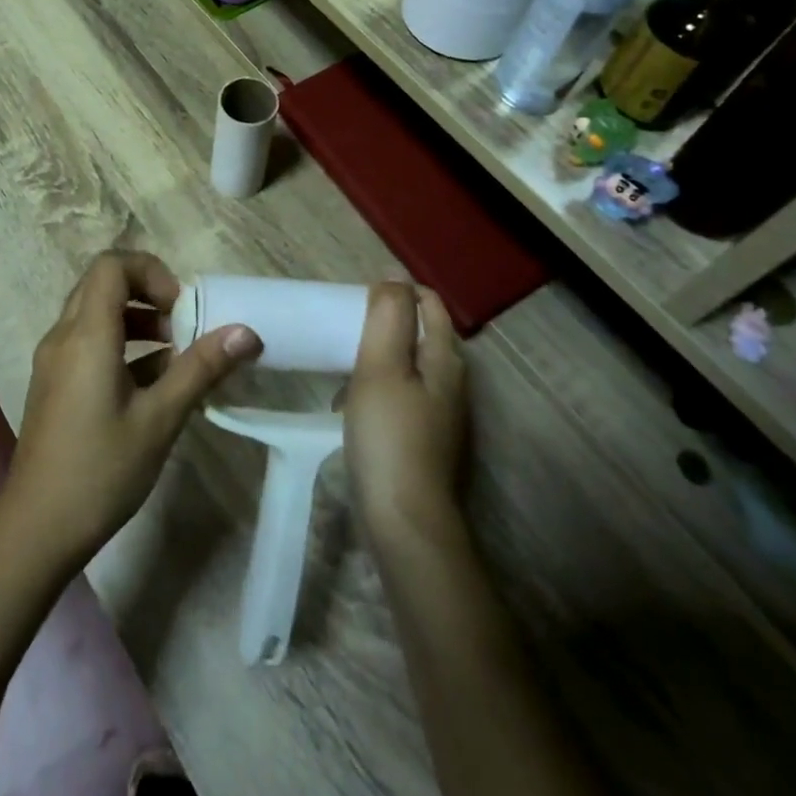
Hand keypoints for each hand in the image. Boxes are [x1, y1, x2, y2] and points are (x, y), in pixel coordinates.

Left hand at [0, 252, 261, 571]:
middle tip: (181, 324)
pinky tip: (152, 383)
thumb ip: (201, 369)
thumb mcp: (160, 419)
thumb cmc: (101, 470)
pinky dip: (119, 344)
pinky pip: (86, 342)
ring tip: (174, 353)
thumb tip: (246, 332)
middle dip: (146, 293)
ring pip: (94, 313)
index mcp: (86, 335)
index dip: (151, 272)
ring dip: (135, 319)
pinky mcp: (53, 384)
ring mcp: (54, 361)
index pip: (112, 265)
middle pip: (102, 283)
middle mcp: (63, 336)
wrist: (37, 530)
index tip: (181, 308)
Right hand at [344, 284, 468, 545]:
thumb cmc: (389, 435)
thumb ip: (388, 317)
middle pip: (421, 334)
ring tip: (343, 363)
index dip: (398, 292)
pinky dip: (379, 389)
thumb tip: (394, 274)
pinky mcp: (427, 441)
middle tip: (346, 326)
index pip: (429, 303)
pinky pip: (402, 397)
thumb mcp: (381, 366)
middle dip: (386, 322)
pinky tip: (351, 406)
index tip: (359, 299)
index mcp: (445, 359)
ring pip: (410, 367)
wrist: (405, 521)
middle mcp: (452, 382)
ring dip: (379, 357)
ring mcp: (443, 415)